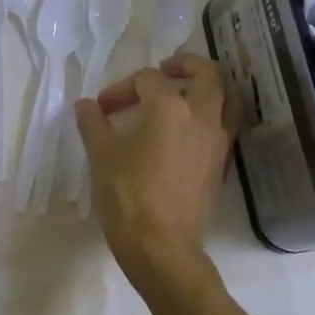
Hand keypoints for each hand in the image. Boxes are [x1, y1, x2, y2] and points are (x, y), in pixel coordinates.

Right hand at [75, 54, 240, 301]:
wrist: (163, 249)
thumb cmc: (128, 197)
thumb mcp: (102, 156)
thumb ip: (94, 124)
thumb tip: (86, 105)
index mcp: (169, 107)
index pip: (148, 80)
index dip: (122, 89)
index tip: (103, 109)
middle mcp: (201, 116)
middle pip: (208, 74)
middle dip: (186, 65)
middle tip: (165, 70)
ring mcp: (218, 141)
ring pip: (228, 98)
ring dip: (209, 87)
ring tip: (186, 92)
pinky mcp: (222, 164)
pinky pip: (227, 125)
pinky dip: (213, 114)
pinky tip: (190, 127)